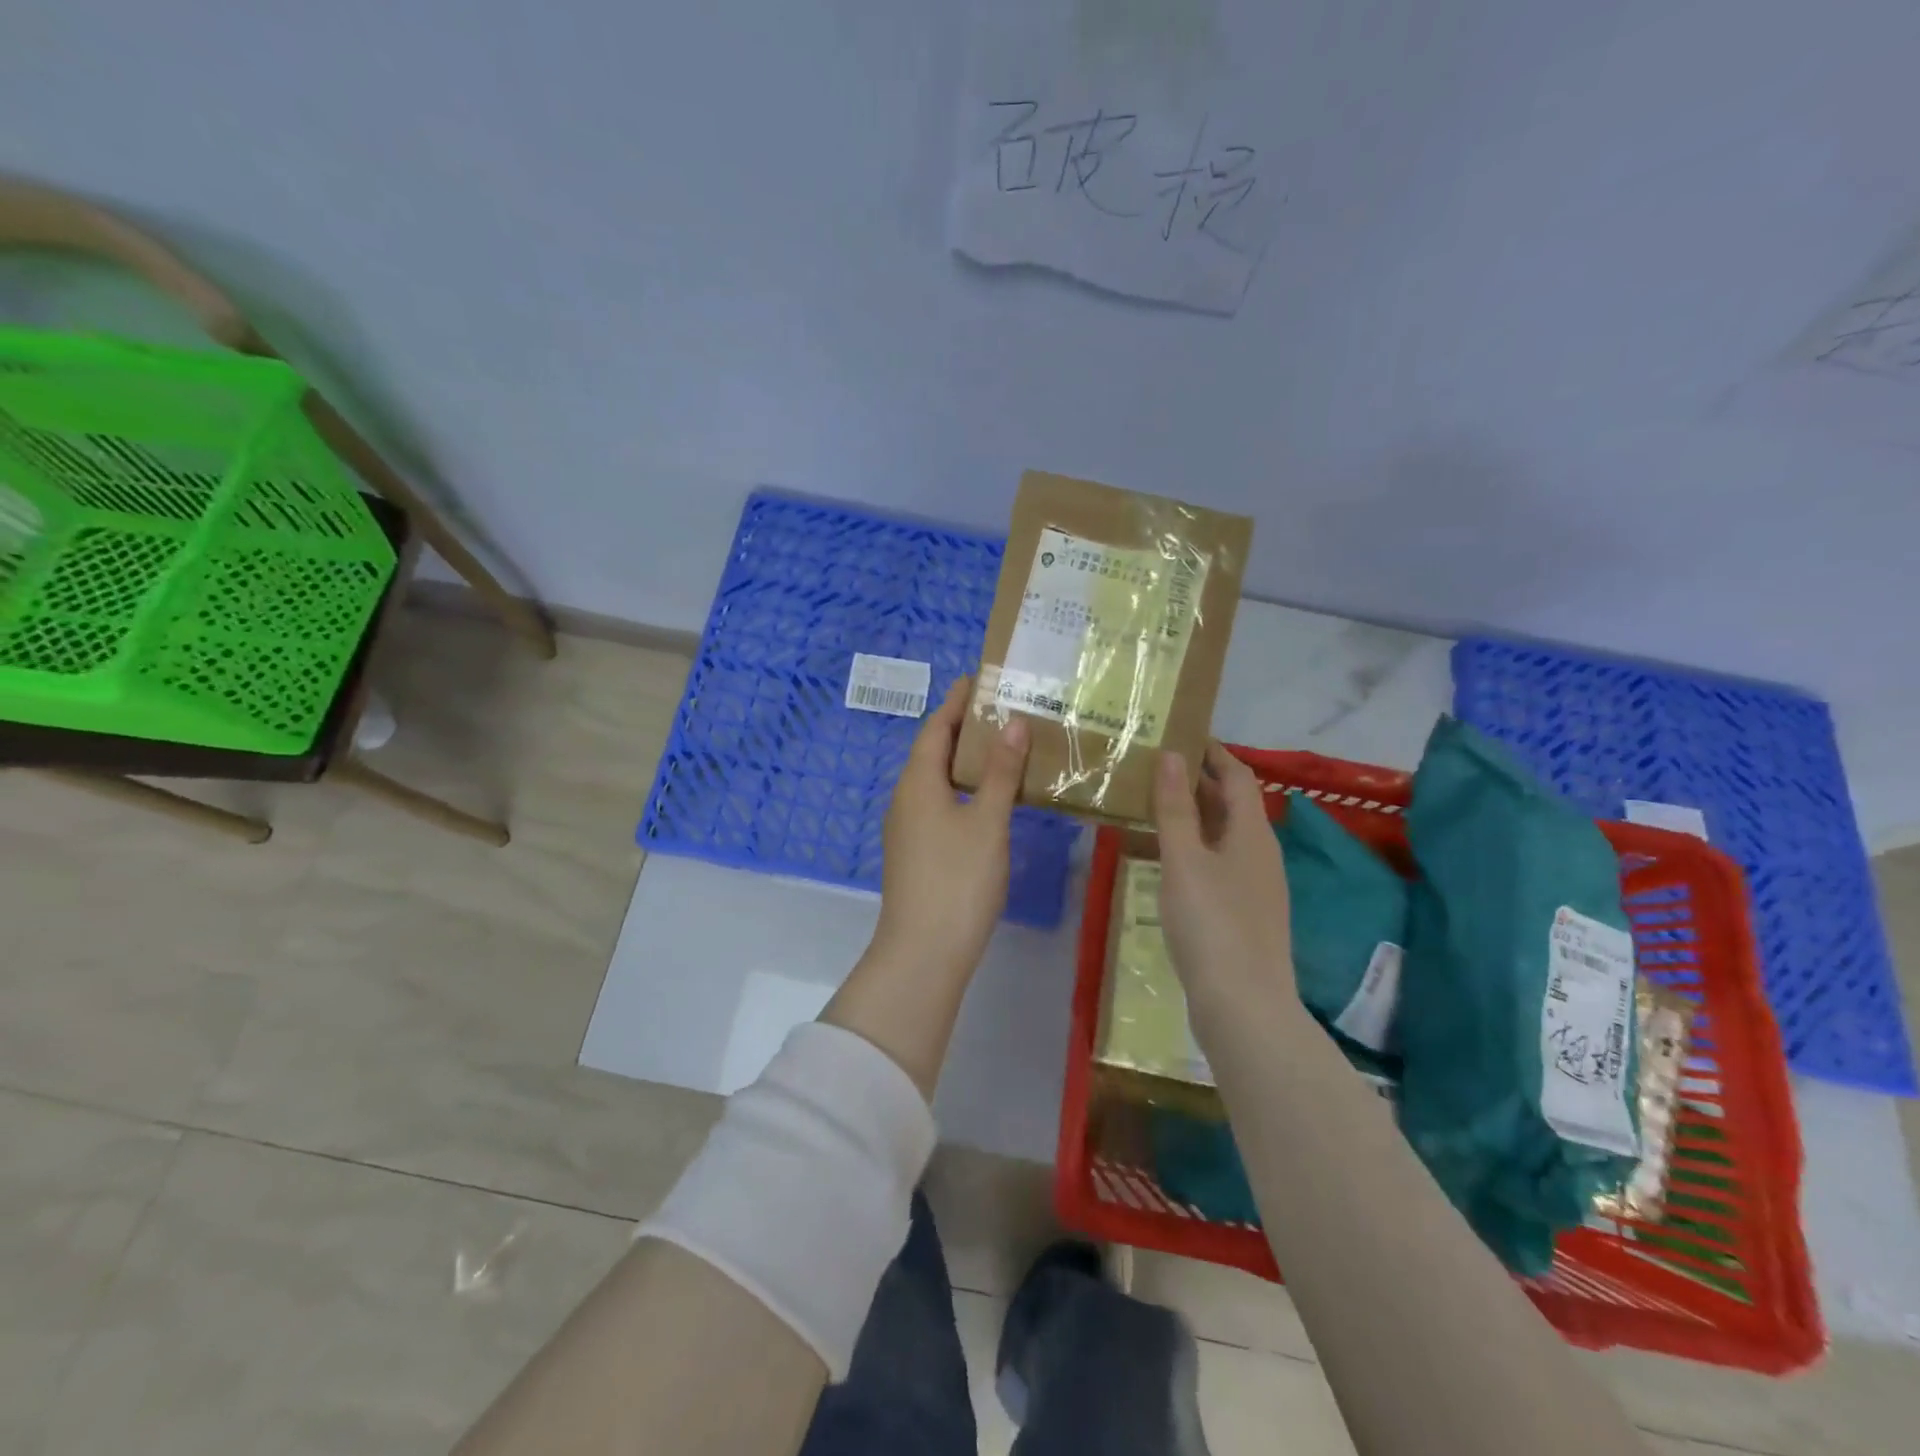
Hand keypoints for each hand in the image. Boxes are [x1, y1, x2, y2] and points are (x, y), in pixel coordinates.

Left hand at [868, 677, 1030, 983]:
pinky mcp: (916, 852)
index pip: (936, 727)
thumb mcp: (988, 821)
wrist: (924, 951)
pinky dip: (964, 790)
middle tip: (1002, 710)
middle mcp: (905, 798)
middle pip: (934, 751)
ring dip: (965, 761)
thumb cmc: (958, 879)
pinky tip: (990, 798)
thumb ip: (1002, 772)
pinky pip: (939, 804)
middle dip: (964, 729)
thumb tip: (1013, 723)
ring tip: (1003, 748)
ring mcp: (907, 828)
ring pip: (937, 780)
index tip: (979, 679)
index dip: (957, 702)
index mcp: (917, 782)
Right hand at [1152, 743, 1295, 1013]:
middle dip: (1200, 781)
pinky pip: (1221, 862)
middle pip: (1234, 804)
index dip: (1213, 752)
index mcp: (1252, 833)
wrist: (1244, 1006)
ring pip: (1226, 834)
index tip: (1181, 735)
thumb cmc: (1212, 924)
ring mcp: (1256, 885)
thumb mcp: (1185, 860)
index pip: (1238, 776)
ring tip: (1156, 805)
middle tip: (1157, 767)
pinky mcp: (1246, 912)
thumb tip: (1173, 756)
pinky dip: (1197, 846)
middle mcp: (1261, 853)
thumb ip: (1176, 807)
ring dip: (1196, 814)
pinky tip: (1171, 859)